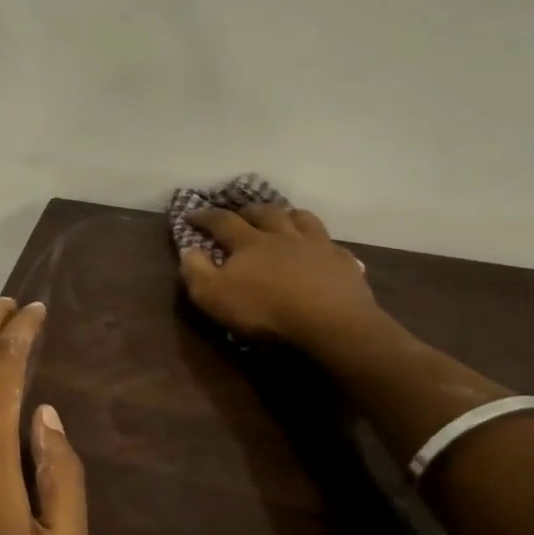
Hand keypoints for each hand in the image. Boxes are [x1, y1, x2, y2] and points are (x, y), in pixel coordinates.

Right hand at [180, 203, 380, 348]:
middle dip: (249, 210)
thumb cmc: (265, 310)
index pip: (222, 221)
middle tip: (242, 213)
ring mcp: (317, 246)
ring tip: (284, 218)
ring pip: (303, 219)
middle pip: (265, 213)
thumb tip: (190, 250)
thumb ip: (196, 271)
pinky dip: (323, 244)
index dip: (204, 216)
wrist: (331, 324)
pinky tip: (322, 250)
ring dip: (289, 215)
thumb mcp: (213, 296)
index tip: (191, 214)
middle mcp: (282, 236)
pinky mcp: (343, 263)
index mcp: (249, 242)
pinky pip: (333, 245)